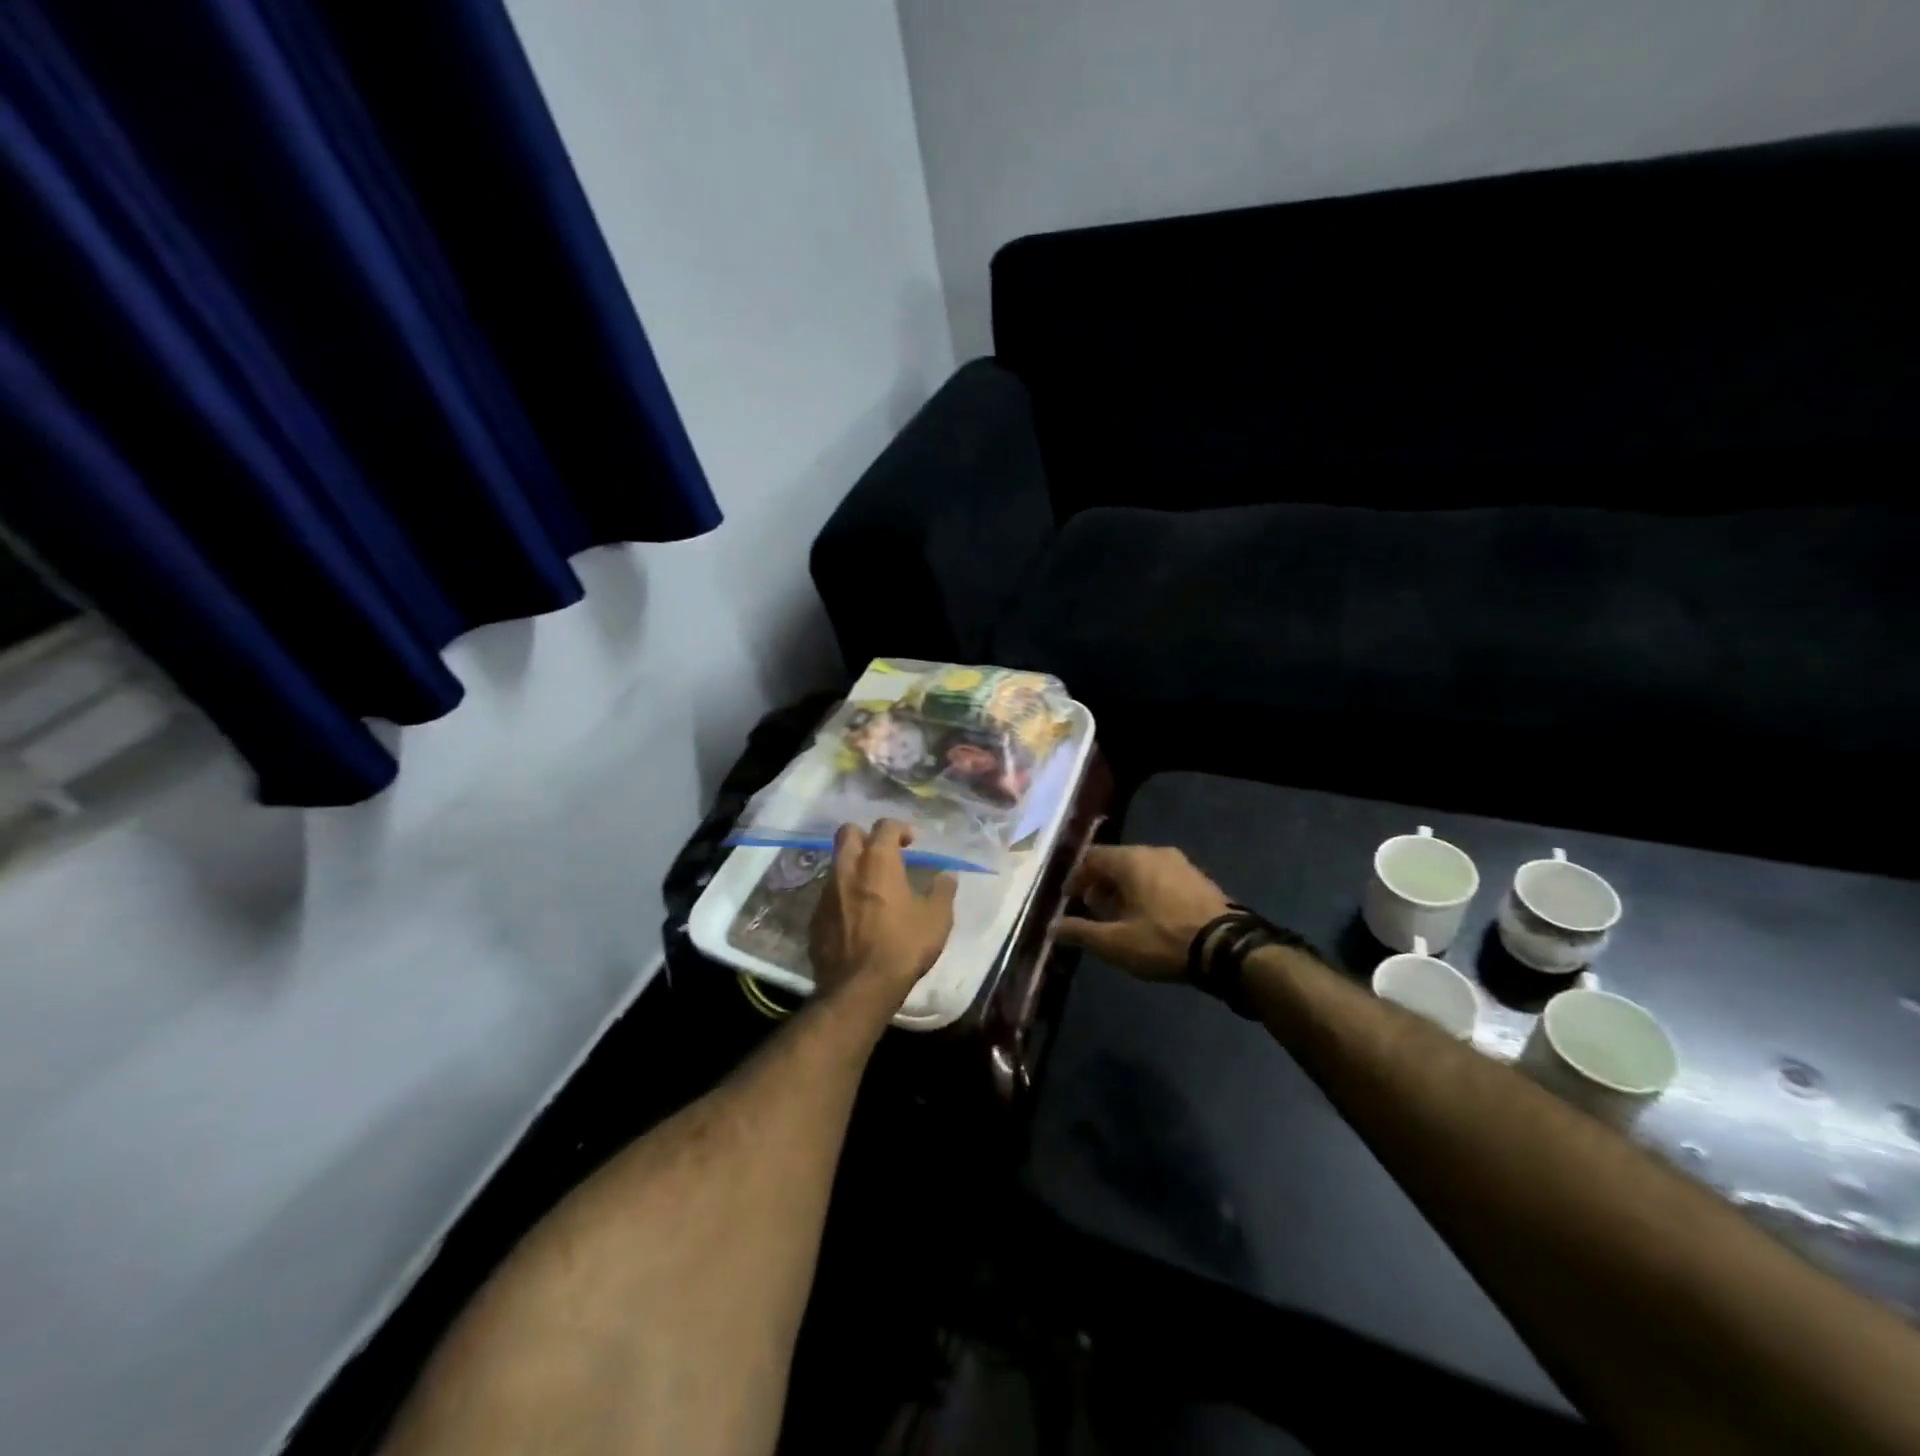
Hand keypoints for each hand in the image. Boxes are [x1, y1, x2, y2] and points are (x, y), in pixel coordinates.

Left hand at [809, 819, 957, 1008]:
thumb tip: (947, 875)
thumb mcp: (937, 920)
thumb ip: (942, 891)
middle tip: (883, 854)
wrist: (858, 988)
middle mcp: (847, 868)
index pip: (884, 826)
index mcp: (877, 862)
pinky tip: (856, 915)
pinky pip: (828, 894)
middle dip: (865, 836)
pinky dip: (842, 895)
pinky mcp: (815, 917)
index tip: (911, 843)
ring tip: (870, 886)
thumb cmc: (902, 947)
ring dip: (852, 866)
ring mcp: (826, 892)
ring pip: (836, 864)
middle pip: (848, 833)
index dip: (899, 829)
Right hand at [1055, 845, 1230, 980]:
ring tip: (1120, 917)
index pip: (1092, 857)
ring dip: (1124, 889)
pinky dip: (1147, 891)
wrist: (1227, 948)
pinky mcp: (1199, 878)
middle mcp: (1154, 852)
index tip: (1069, 900)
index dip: (1076, 878)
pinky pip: (1161, 877)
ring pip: (1140, 869)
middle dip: (1100, 884)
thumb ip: (1081, 932)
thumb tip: (1053, 928)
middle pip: (1116, 861)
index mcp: (1131, 859)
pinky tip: (1149, 918)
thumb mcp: (1115, 943)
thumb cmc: (1163, 940)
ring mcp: (1180, 863)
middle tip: (1092, 909)